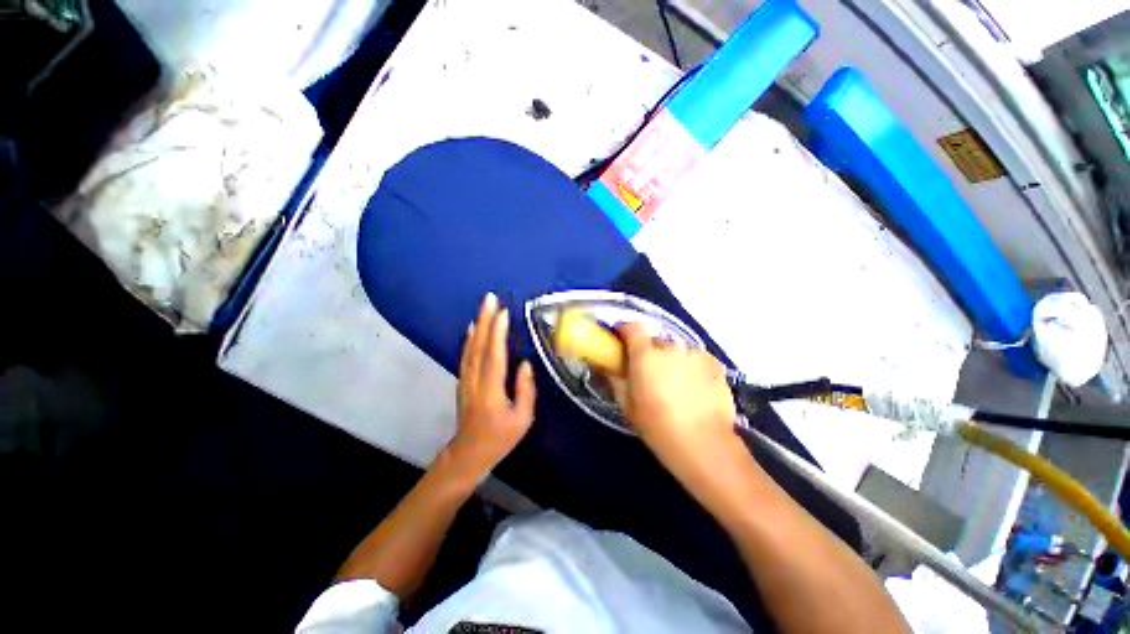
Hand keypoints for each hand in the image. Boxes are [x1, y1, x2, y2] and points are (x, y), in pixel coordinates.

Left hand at [448, 293, 535, 480]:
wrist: (468, 453)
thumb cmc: (500, 438)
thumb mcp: (522, 419)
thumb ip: (525, 390)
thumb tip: (525, 364)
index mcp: (491, 390)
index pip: (494, 356)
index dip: (498, 334)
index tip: (503, 313)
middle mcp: (475, 381)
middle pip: (479, 346)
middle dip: (486, 320)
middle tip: (491, 299)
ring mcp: (466, 380)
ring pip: (470, 348)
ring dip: (478, 325)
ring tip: (484, 307)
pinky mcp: (463, 380)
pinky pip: (466, 355)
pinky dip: (470, 338)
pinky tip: (473, 328)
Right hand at [610, 323, 740, 478]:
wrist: (705, 445)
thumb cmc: (657, 426)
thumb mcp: (627, 405)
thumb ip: (616, 379)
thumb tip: (610, 366)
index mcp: (646, 354)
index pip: (632, 327)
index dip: (624, 330)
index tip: (621, 341)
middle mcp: (671, 347)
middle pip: (655, 339)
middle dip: (649, 351)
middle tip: (648, 372)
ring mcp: (696, 354)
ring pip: (677, 350)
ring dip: (672, 360)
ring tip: (675, 384)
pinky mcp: (716, 365)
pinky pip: (696, 359)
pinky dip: (691, 367)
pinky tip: (694, 388)